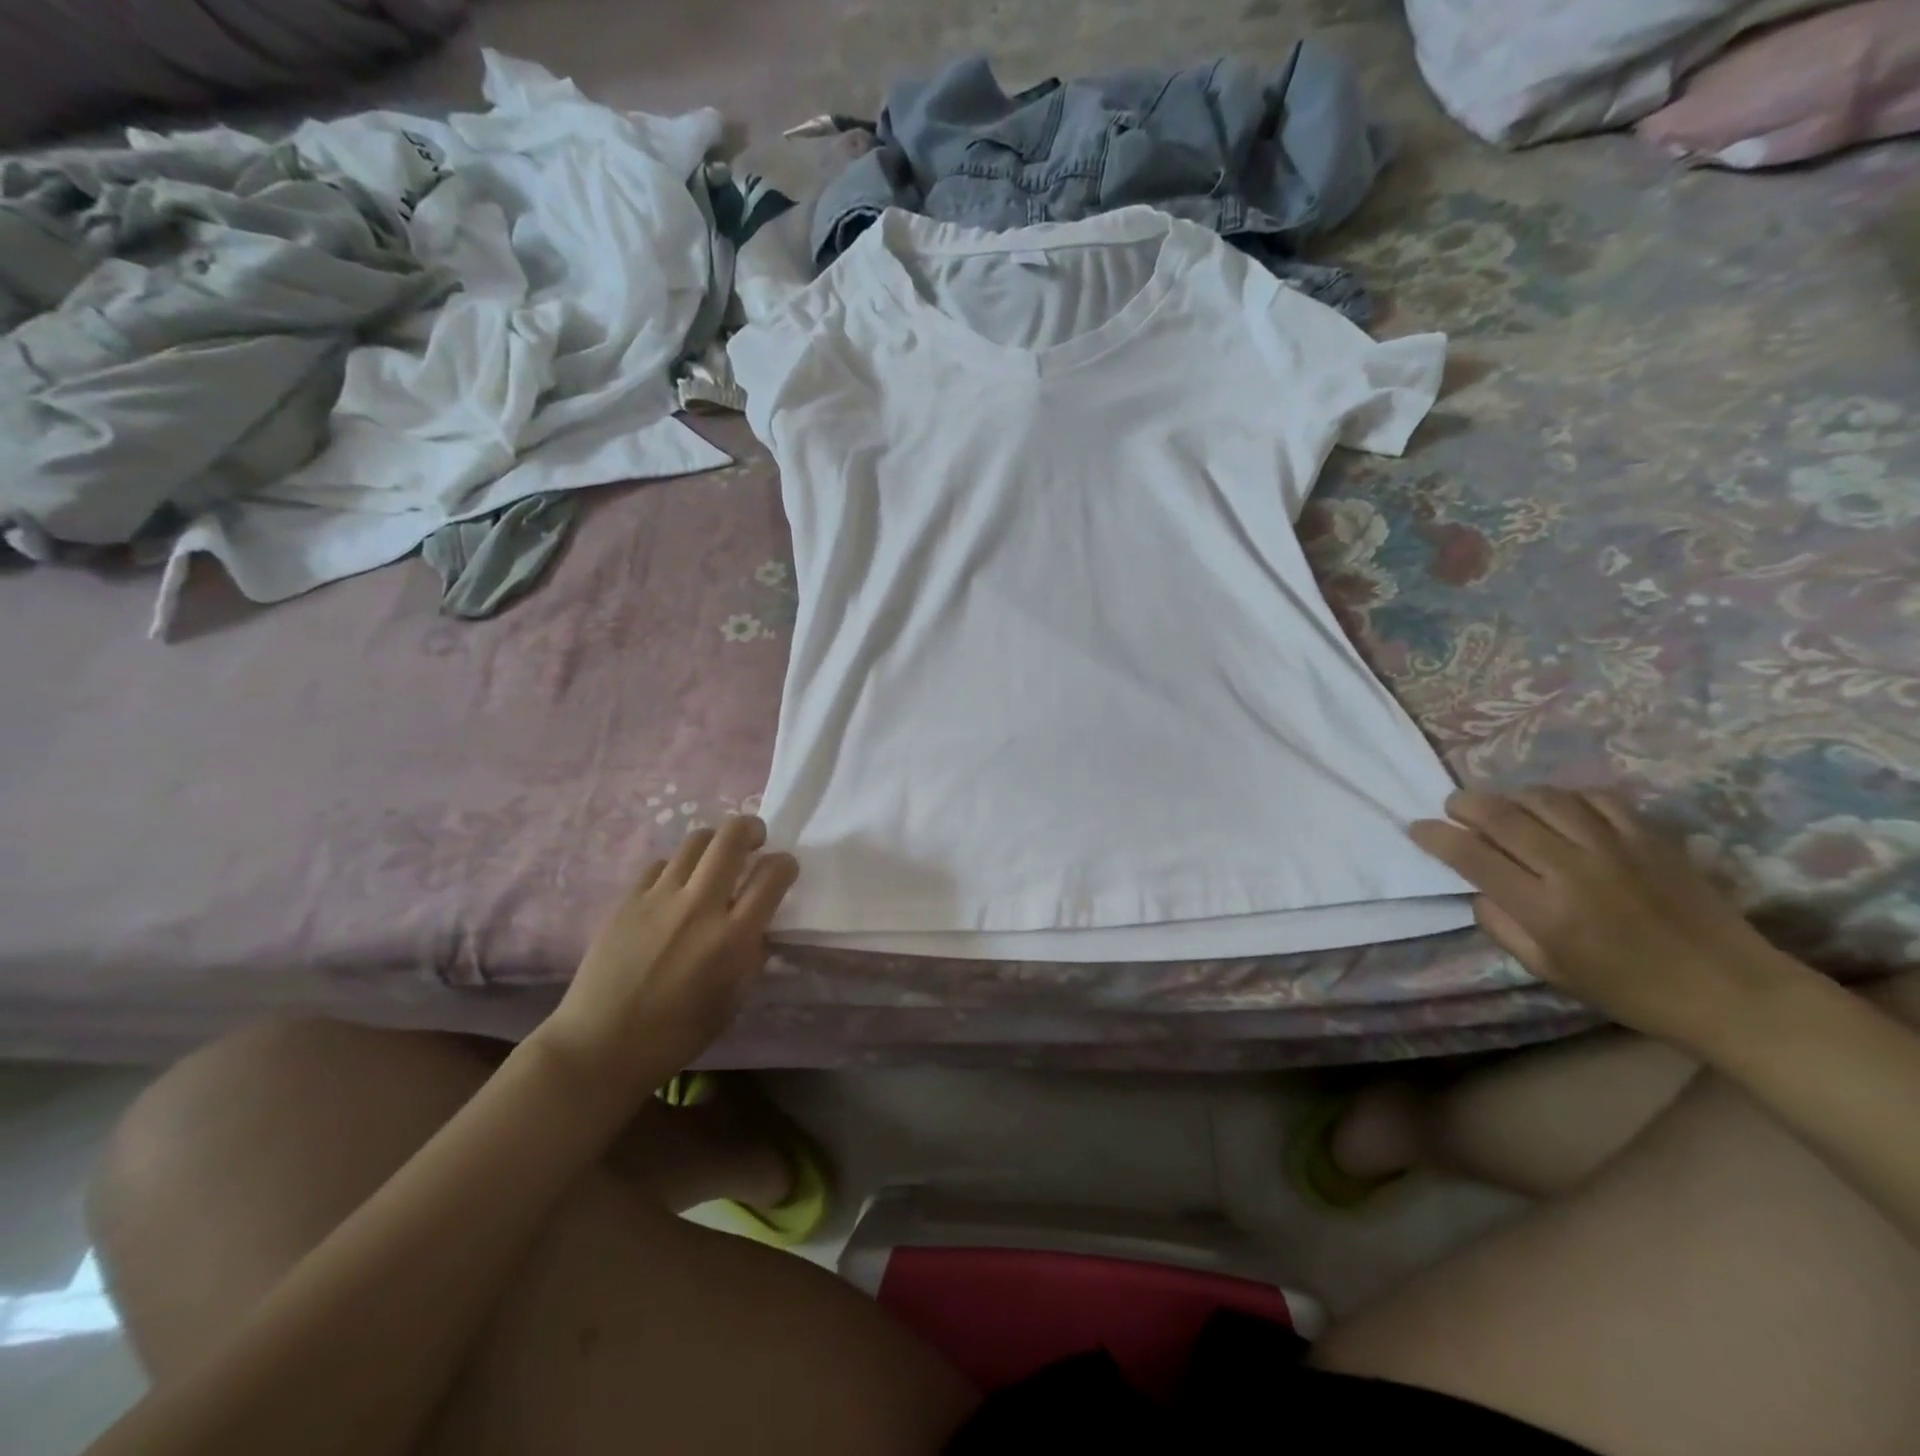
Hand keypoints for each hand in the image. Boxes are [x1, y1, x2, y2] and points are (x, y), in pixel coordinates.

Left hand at [536, 816, 797, 1112]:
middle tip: (755, 840)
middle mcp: (700, 906)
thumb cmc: (676, 1034)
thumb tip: (757, 927)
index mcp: (733, 937)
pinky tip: (674, 888)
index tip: (784, 869)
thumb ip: (751, 956)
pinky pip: (660, 865)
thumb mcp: (732, 999)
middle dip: (751, 828)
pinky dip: (676, 868)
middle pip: (732, 837)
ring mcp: (660, 898)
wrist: (601, 1046)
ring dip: (714, 843)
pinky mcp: (628, 899)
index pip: (773, 875)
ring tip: (715, 859)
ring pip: (695, 841)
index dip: (786, 864)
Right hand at [1410, 787, 1805, 1047]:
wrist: (1730, 991)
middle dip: (1464, 804)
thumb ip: (1501, 925)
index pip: (1471, 856)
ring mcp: (1615, 848)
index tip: (1417, 829)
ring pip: (1544, 798)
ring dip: (1510, 796)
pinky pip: (1595, 799)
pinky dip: (1564, 796)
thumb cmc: (1628, 990)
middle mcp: (1573, 869)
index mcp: (1544, 909)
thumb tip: (1477, 887)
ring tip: (1500, 805)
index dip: (1435, 836)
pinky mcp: (1650, 838)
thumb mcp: (1547, 970)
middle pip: (1501, 816)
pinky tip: (1555, 808)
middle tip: (1451, 807)